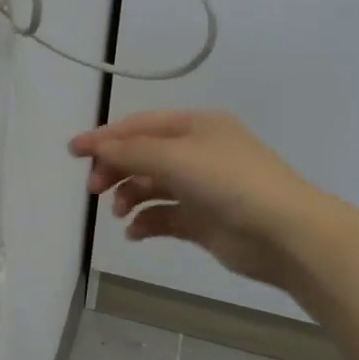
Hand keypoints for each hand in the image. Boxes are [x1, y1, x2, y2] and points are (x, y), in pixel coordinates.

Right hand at [69, 111, 320, 291]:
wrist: (285, 233)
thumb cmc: (228, 181)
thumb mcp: (175, 156)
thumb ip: (131, 151)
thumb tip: (97, 147)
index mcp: (195, 126)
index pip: (139, 126)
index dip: (104, 137)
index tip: (72, 151)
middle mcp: (197, 152)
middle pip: (142, 155)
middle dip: (115, 168)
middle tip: (93, 189)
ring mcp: (201, 187)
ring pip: (151, 186)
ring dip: (129, 196)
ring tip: (118, 212)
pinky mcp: (204, 221)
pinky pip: (164, 216)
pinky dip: (146, 222)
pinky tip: (134, 232)